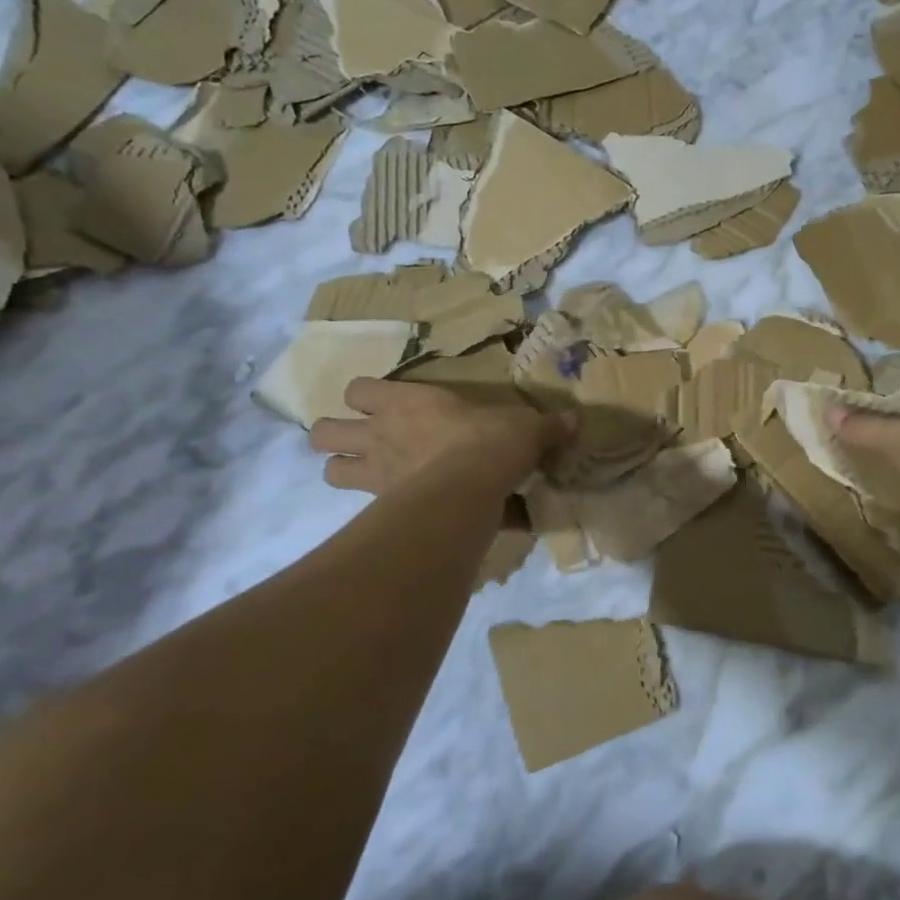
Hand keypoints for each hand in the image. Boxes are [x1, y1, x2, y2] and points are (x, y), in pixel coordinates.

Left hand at [310, 379, 572, 495]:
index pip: (357, 388)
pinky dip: (375, 509)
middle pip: (322, 431)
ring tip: (368, 474)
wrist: (470, 488)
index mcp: (406, 402)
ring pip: (327, 470)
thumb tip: (577, 419)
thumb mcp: (524, 427)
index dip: (364, 395)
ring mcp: (373, 473)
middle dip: (335, 436)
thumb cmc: (490, 442)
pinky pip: (361, 509)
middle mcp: (379, 434)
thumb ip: (545, 425)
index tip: (385, 404)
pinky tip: (396, 511)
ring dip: (342, 471)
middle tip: (364, 442)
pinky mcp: (380, 506)